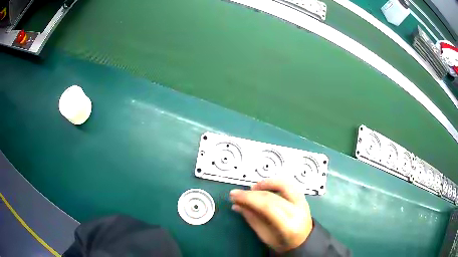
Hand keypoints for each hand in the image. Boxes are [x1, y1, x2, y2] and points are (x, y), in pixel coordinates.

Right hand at [230, 179, 312, 252]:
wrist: (303, 241)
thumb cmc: (283, 242)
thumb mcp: (265, 236)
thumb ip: (252, 219)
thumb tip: (237, 205)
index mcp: (288, 226)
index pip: (267, 207)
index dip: (249, 199)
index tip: (234, 196)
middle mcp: (298, 212)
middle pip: (272, 196)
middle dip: (251, 193)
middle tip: (237, 193)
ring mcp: (303, 202)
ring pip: (284, 185)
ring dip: (266, 183)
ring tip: (253, 188)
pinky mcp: (303, 197)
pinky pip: (289, 184)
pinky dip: (275, 182)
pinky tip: (265, 186)